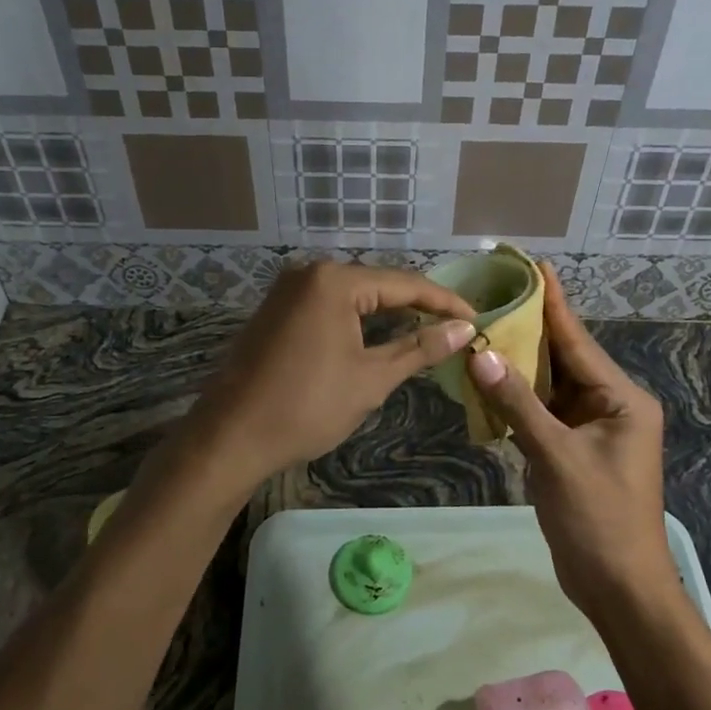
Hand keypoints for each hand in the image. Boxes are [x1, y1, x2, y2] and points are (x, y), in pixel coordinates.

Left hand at [186, 261, 475, 485]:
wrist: (232, 436)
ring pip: (353, 296)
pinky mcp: (277, 310)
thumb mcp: (372, 378)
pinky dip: (358, 320)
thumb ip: (420, 348)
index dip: (444, 302)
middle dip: (417, 306)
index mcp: (334, 281)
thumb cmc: (307, 406)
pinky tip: (381, 336)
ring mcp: (288, 290)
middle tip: (456, 326)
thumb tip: (464, 328)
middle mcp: (309, 272)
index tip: (478, 318)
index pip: (404, 283)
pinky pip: (329, 306)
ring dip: (388, 314)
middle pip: (378, 284)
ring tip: (427, 332)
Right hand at [465, 262, 673, 616]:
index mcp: (622, 400)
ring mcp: (590, 430)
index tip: (535, 266)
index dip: (554, 304)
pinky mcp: (571, 451)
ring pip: (549, 386)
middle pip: (564, 358)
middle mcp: (610, 406)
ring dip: (518, 364)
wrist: (619, 588)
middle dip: (529, 329)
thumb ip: (518, 404)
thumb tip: (480, 355)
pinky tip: (488, 379)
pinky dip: (516, 398)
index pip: (579, 341)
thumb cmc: (599, 520)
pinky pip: (541, 413)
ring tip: (483, 327)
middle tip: (495, 293)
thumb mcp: (557, 458)